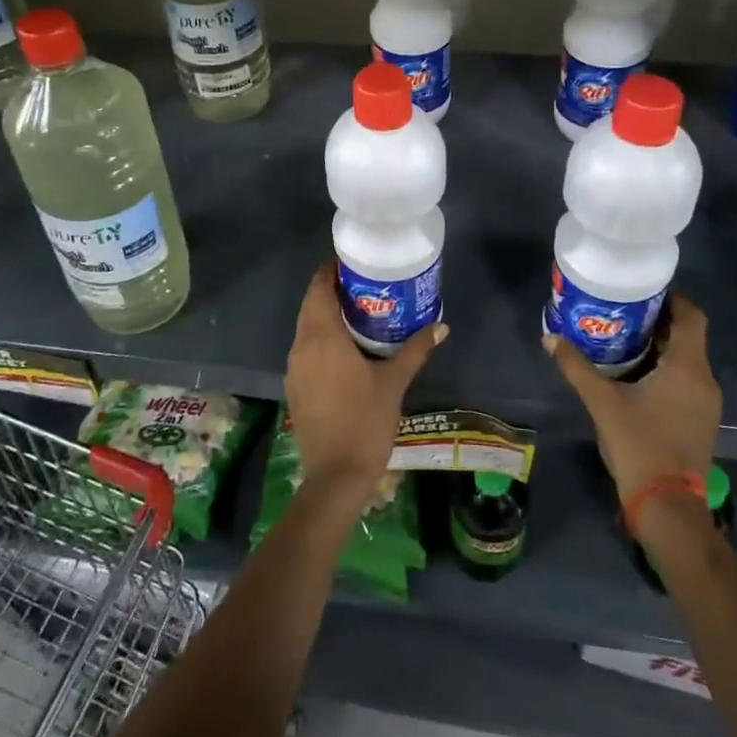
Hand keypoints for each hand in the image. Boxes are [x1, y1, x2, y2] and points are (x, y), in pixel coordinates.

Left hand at [285, 262, 445, 506]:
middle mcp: (302, 346)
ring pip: (306, 327)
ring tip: (357, 309)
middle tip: (362, 283)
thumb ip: (416, 350)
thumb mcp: (394, 382)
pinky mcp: (295, 386)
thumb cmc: (366, 422)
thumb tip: (441, 326)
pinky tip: (345, 345)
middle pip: (310, 304)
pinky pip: (305, 348)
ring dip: (325, 314)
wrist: (335, 475)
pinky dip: (321, 337)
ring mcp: (294, 367)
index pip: (318, 289)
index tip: (352, 261)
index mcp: (322, 337)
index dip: (330, 271)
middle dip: (330, 290)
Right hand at [545, 294, 719, 500]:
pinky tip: (638, 374)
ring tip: (626, 337)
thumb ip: (576, 367)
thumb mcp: (602, 402)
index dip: (673, 299)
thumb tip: (551, 338)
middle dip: (660, 320)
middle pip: (689, 336)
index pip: (692, 317)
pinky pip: (688, 379)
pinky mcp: (701, 419)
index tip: (645, 290)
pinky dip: (667, 367)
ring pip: (688, 359)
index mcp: (686, 368)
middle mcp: (704, 380)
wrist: (667, 504)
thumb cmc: (638, 445)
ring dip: (663, 345)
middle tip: (625, 311)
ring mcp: (706, 402)